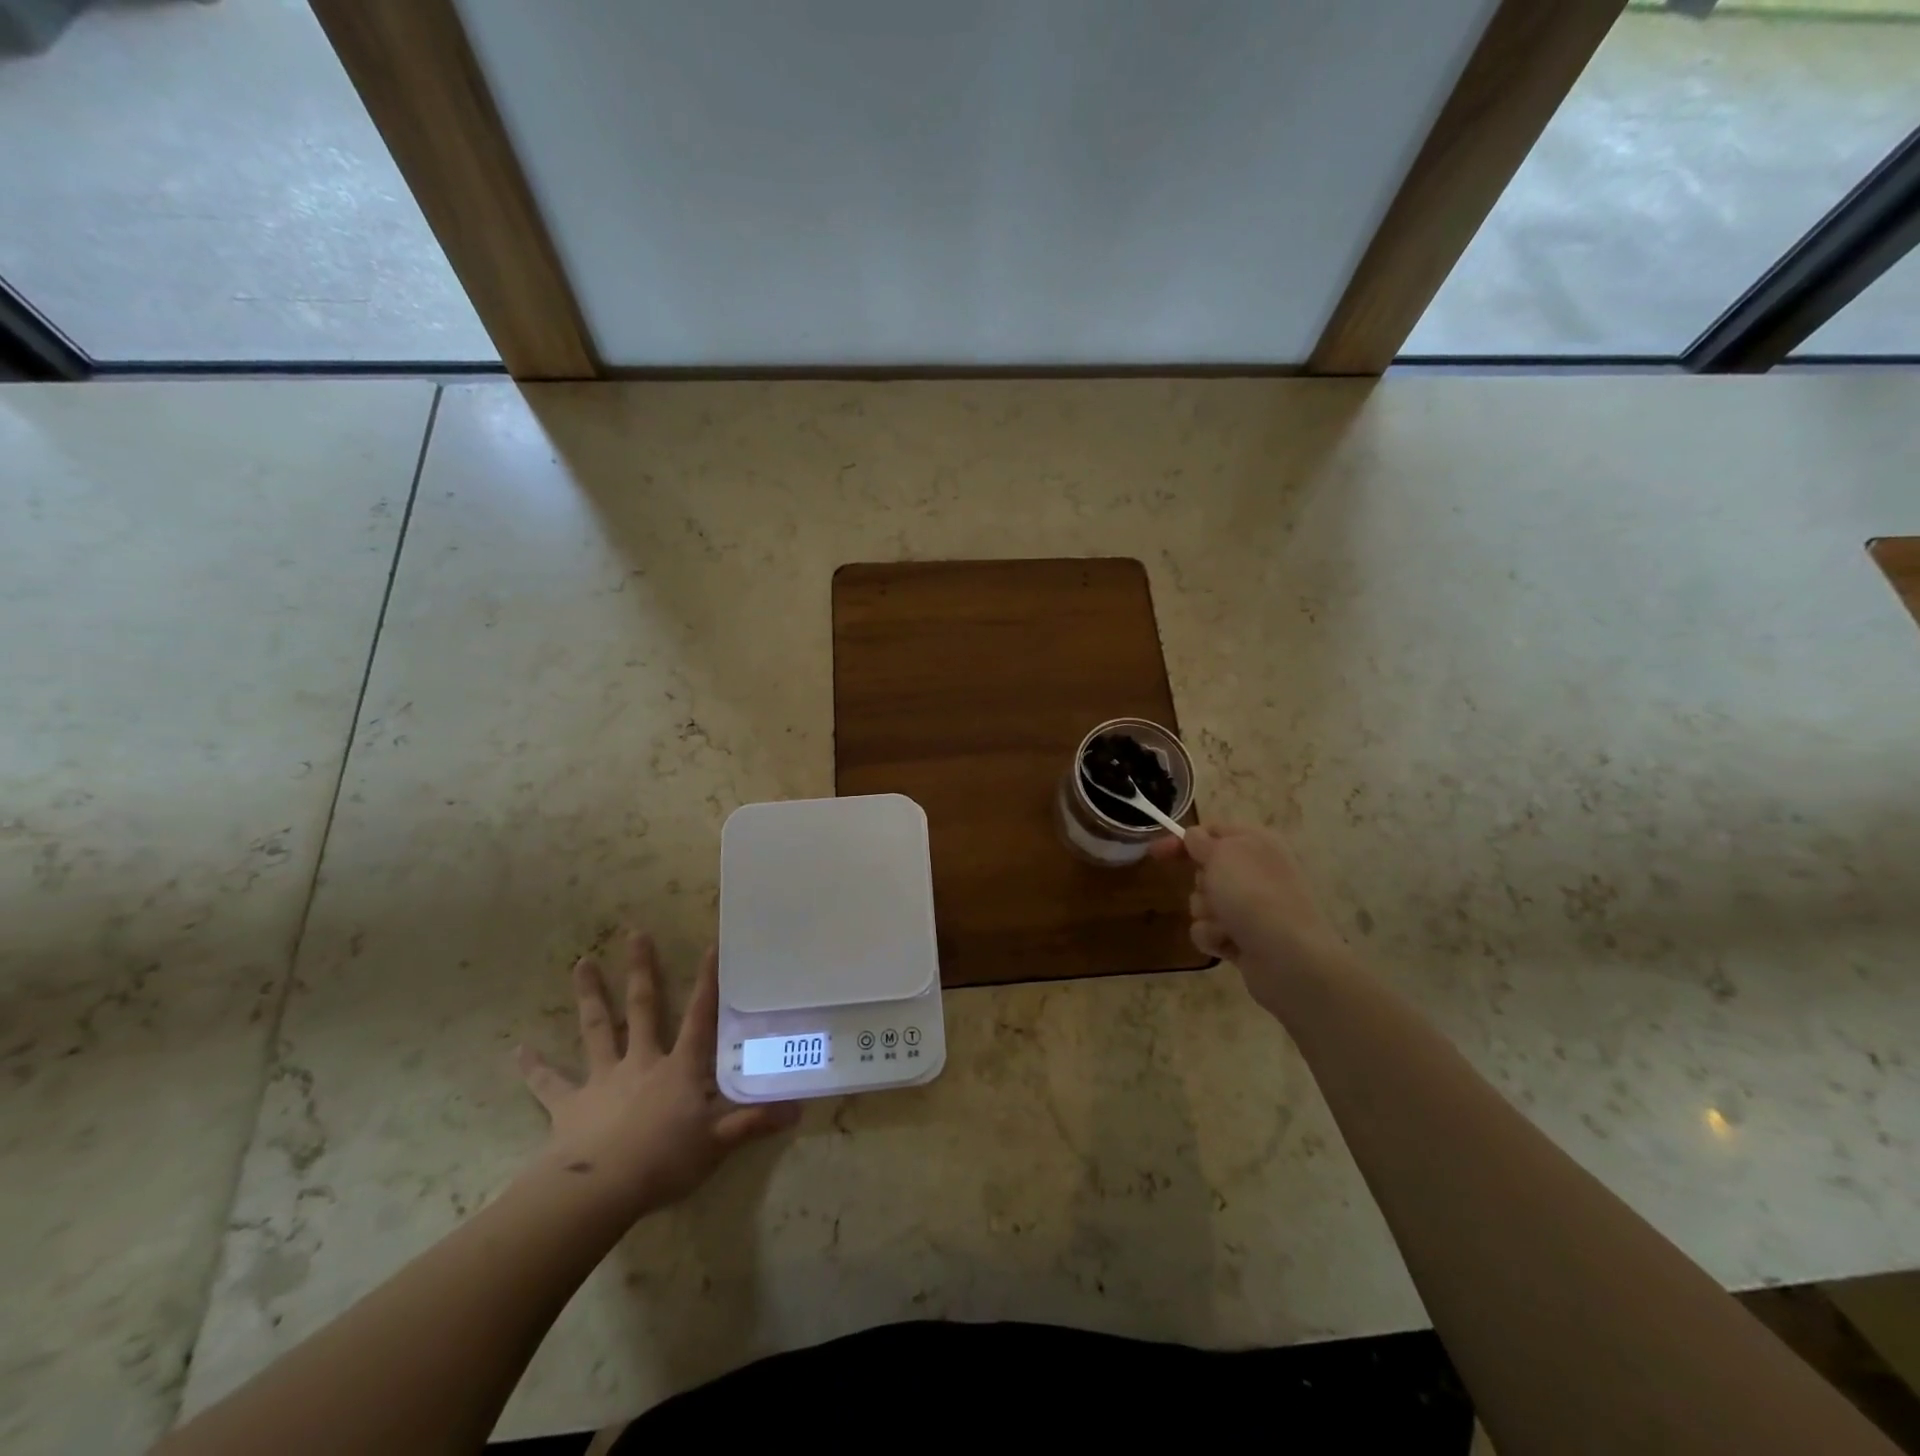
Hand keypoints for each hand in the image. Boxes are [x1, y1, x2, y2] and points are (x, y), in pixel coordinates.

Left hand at [516, 932, 797, 1215]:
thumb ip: (754, 1121)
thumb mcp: (718, 1142)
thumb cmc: (664, 1161)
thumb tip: (799, 1107)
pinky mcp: (569, 1105)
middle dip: (642, 970)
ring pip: (596, 1029)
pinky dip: (533, 1068)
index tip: (711, 945)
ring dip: (590, 995)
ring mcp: (603, 1079)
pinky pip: (549, 1083)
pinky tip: (516, 1051)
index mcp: (679, 1068)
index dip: (708, 982)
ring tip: (581, 962)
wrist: (599, 1190)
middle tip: (635, 933)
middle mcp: (641, 1061)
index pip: (700, 1017)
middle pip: (643, 1007)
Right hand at [1152, 824, 1354, 1016]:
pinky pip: (1210, 931)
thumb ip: (1200, 841)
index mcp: (1256, 843)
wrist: (1289, 957)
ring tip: (1225, 924)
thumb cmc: (1253, 895)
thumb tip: (1193, 836)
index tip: (1156, 853)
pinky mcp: (1245, 938)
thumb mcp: (1221, 854)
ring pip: (1204, 903)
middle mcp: (1256, 872)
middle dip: (1200, 883)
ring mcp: (1252, 908)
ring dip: (1206, 914)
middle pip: (1205, 870)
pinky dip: (1214, 937)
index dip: (1183, 840)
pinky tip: (1229, 943)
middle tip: (1213, 891)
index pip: (1212, 831)